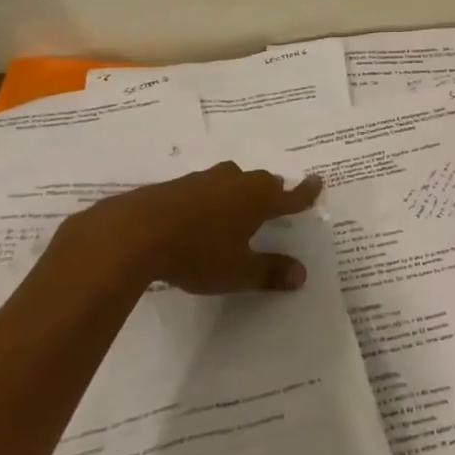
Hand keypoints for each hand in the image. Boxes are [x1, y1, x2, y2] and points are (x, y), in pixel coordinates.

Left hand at [57, 163, 323, 295]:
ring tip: (237, 209)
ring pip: (233, 180)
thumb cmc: (197, 252)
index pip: (291, 194)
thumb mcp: (237, 271)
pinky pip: (207, 187)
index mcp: (258, 199)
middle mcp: (237, 181)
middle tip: (274, 204)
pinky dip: (212, 197)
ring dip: (239, 192)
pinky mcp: (178, 184)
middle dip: (271, 192)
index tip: (318, 181)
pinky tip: (201, 214)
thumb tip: (302, 275)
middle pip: (262, 182)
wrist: (135, 231)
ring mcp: (206, 179)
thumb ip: (269, 272)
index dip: (306, 191)